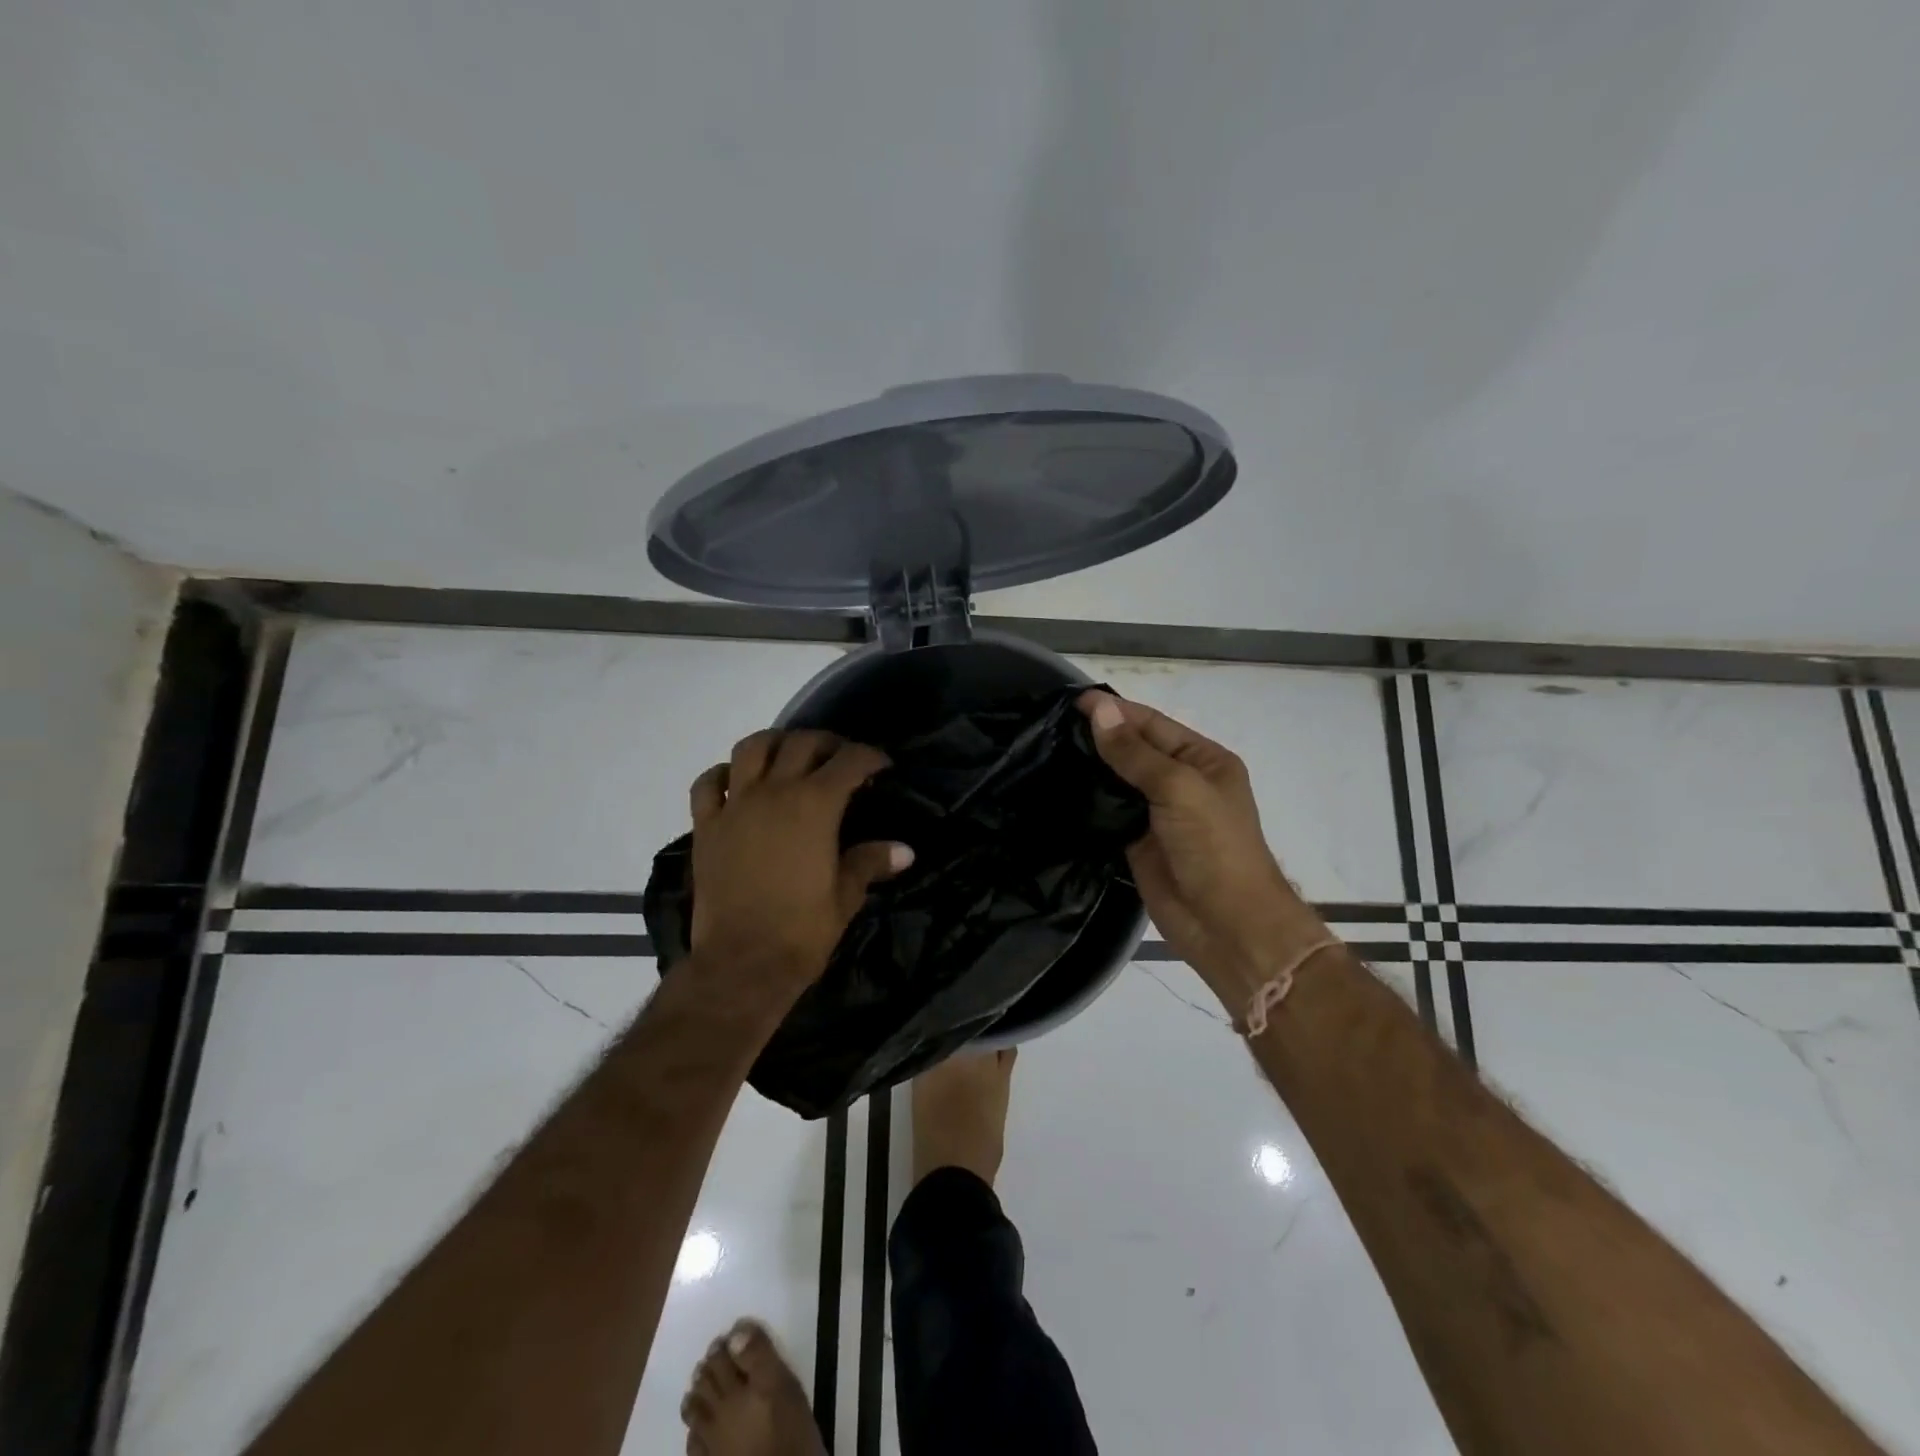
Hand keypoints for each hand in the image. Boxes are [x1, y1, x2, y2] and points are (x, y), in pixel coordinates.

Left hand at [688, 730, 911, 998]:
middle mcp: (774, 792)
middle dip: (828, 744)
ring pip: (752, 747)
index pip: (849, 761)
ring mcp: (735, 805)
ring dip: (776, 743)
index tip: (881, 765)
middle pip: (802, 743)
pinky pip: (709, 783)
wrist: (741, 964)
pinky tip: (738, 782)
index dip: (870, 757)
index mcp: (815, 805)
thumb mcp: (846, 896)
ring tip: (789, 756)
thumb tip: (905, 851)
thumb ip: (871, 862)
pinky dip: (725, 773)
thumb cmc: (802, 931)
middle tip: (841, 758)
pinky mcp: (706, 825)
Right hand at [1078, 691, 1316, 995]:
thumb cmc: (1214, 847)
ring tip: (1047, 750)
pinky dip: (1087, 800)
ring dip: (1090, 767)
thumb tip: (1099, 710)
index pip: (1153, 725)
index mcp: (1203, 760)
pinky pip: (1109, 812)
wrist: (1225, 924)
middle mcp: (1182, 782)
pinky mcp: (1137, 842)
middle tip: (1050, 724)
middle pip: (1135, 750)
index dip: (1116, 710)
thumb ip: (1134, 752)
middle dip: (1100, 735)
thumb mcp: (1178, 788)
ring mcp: (1158, 814)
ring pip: (1118, 781)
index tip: (1073, 701)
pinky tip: (1058, 787)